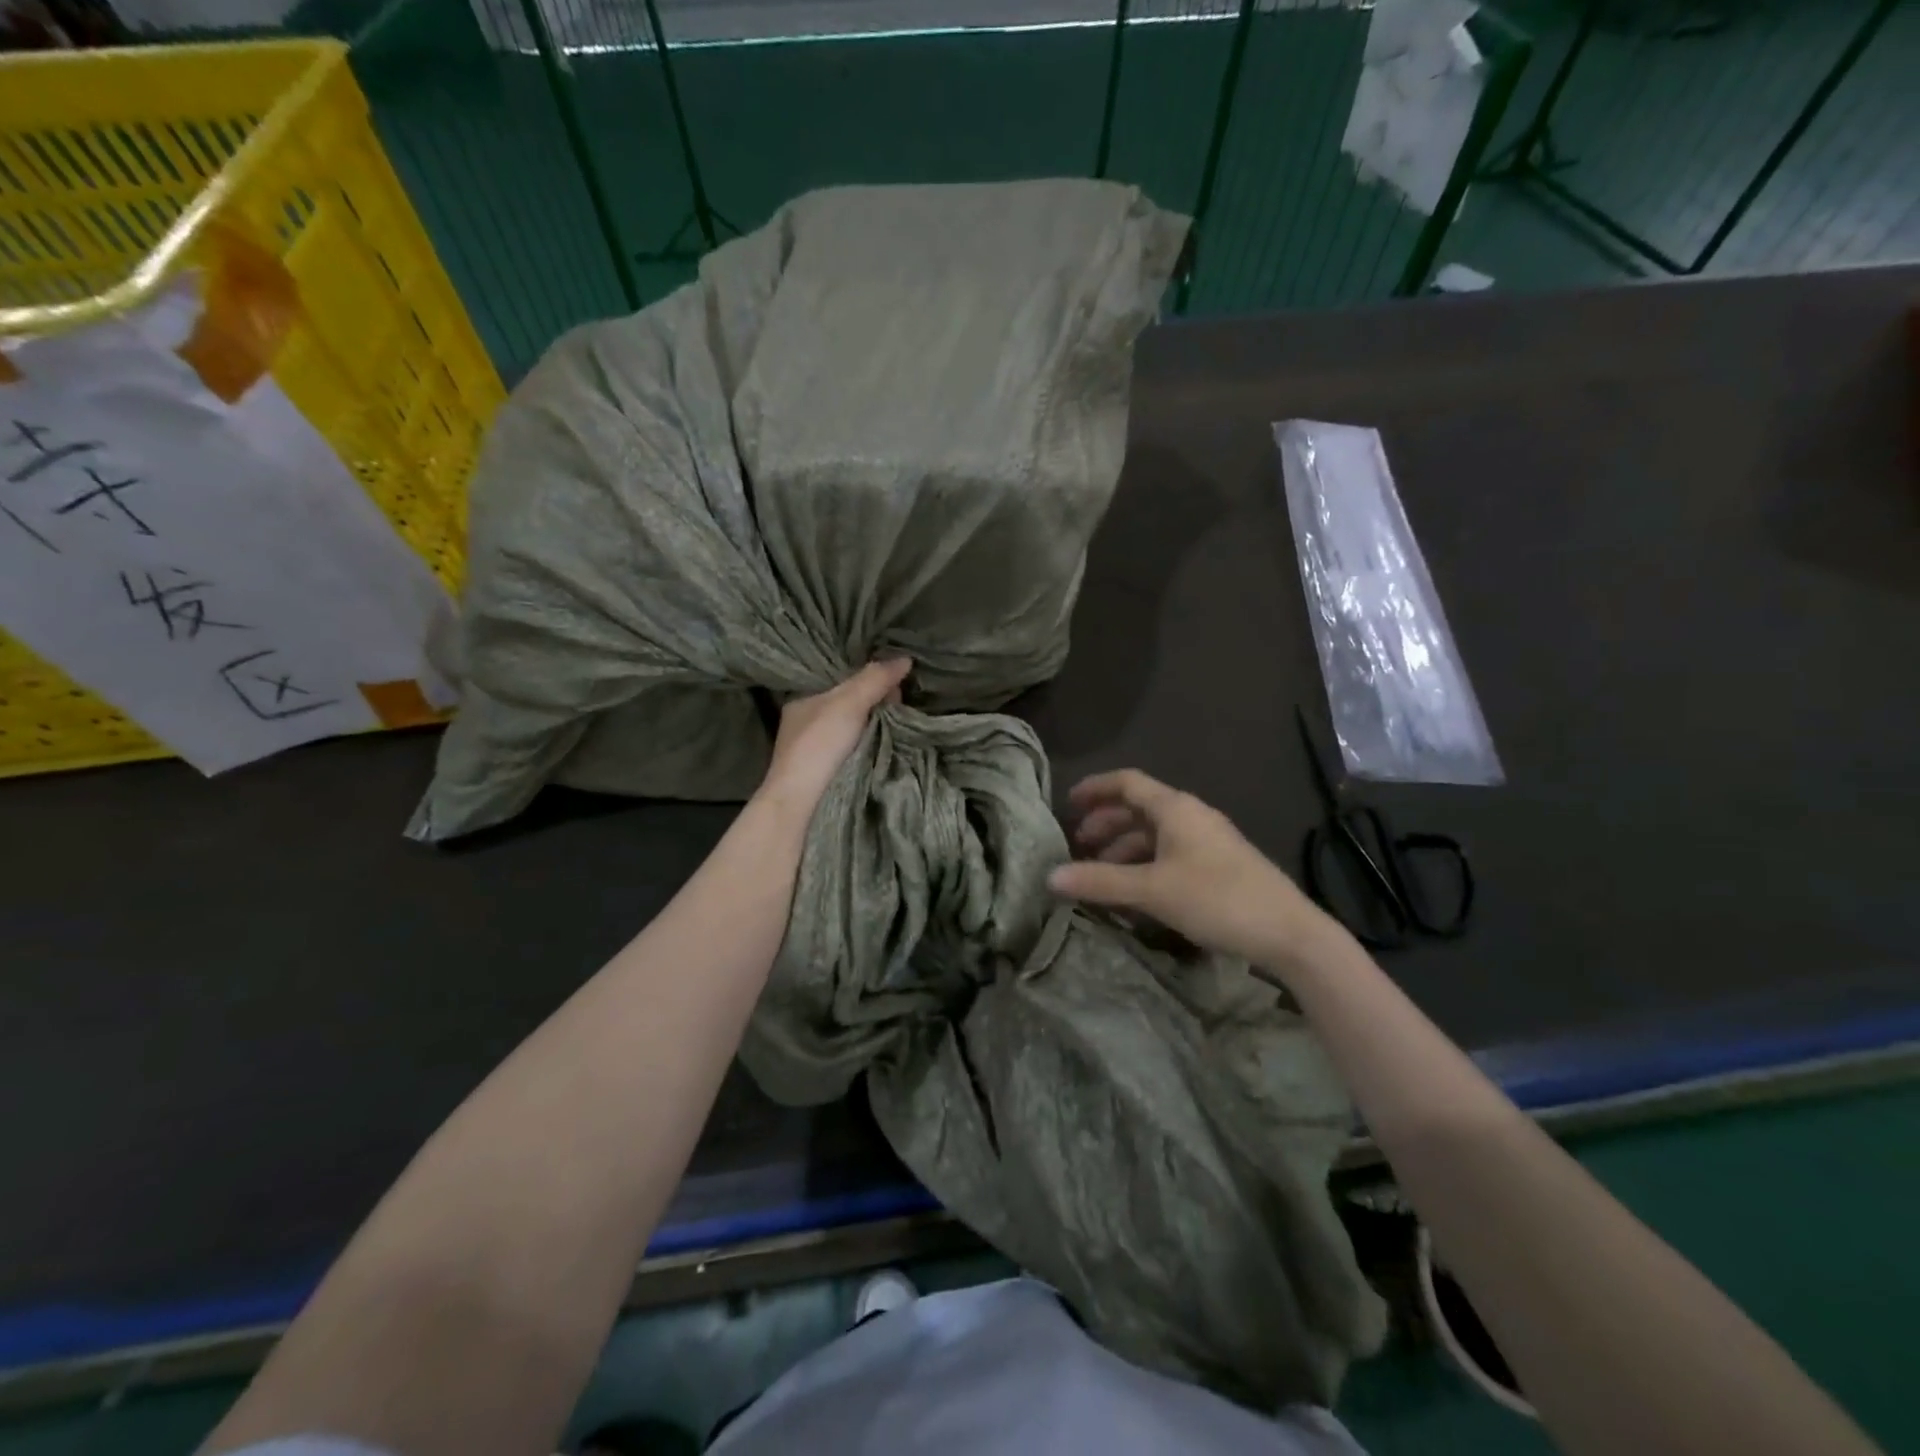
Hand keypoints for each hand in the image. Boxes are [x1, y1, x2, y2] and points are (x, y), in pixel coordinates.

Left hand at [758, 659, 911, 818]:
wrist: (803, 804)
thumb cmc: (819, 745)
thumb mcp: (848, 703)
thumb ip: (875, 679)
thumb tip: (906, 658)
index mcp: (804, 700)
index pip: (841, 678)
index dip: (868, 675)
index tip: (895, 677)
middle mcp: (809, 721)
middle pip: (853, 702)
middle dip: (878, 700)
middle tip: (903, 700)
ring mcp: (820, 749)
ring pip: (858, 727)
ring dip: (880, 724)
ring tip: (906, 719)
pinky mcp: (832, 772)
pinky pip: (861, 748)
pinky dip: (877, 744)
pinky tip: (895, 741)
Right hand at [1049, 769, 1334, 966]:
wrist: (1289, 933)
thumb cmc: (1217, 898)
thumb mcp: (1152, 890)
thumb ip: (1100, 881)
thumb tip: (1049, 876)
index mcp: (1175, 808)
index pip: (1127, 782)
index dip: (1095, 789)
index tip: (1067, 803)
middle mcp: (1191, 816)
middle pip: (1138, 809)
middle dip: (1105, 824)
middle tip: (1078, 846)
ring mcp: (1208, 841)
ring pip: (1154, 835)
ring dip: (1123, 849)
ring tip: (1100, 875)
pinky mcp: (1218, 866)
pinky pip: (1170, 855)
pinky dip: (1144, 866)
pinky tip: (1134, 893)